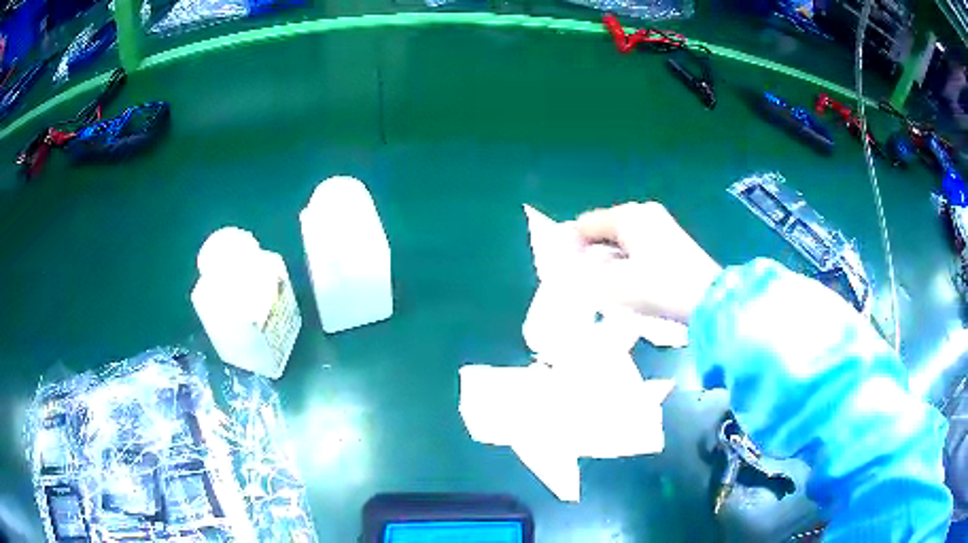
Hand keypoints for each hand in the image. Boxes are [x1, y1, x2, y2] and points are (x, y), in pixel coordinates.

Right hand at [574, 202, 721, 323]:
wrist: (707, 298)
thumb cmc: (658, 288)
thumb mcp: (614, 286)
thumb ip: (584, 275)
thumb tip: (569, 268)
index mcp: (626, 216)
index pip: (585, 225)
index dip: (570, 247)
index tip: (566, 273)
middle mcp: (641, 211)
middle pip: (603, 228)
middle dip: (590, 252)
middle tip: (586, 281)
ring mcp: (660, 222)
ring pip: (621, 236)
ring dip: (609, 257)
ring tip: (607, 284)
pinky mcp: (671, 236)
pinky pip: (638, 241)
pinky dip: (627, 257)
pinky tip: (631, 279)